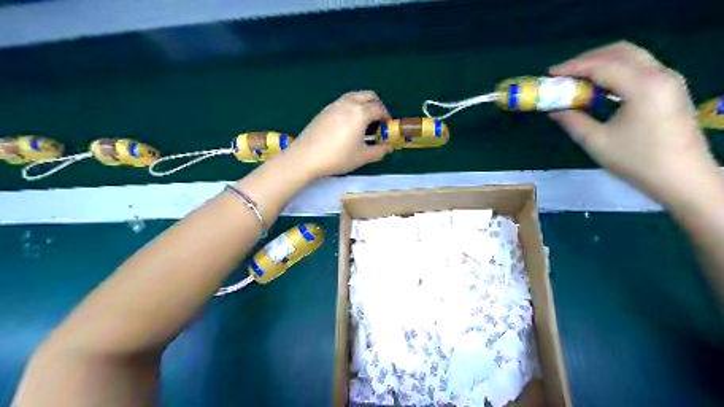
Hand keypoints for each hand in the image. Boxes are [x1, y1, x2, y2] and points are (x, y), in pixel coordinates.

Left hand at [285, 91, 392, 177]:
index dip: (386, 117)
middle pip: (368, 96)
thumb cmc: (338, 157)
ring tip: (363, 123)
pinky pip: (344, 102)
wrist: (306, 157)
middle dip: (377, 106)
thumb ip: (378, 151)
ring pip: (355, 96)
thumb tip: (388, 148)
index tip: (386, 128)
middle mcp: (348, 104)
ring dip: (364, 104)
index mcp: (360, 113)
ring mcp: (335, 105)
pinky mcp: (325, 110)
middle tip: (378, 122)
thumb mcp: (362, 157)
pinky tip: (348, 125)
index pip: (379, 109)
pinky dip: (352, 107)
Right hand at [549, 41, 717, 206]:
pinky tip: (600, 88)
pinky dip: (616, 72)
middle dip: (588, 59)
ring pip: (632, 57)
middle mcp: (660, 74)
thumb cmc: (637, 161)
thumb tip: (553, 109)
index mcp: (643, 86)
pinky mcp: (670, 90)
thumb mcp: (596, 142)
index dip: (573, 67)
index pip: (602, 65)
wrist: (682, 178)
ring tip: (578, 80)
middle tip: (564, 74)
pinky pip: (640, 69)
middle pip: (620, 52)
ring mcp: (669, 81)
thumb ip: (572, 121)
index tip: (550, 74)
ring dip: (602, 64)